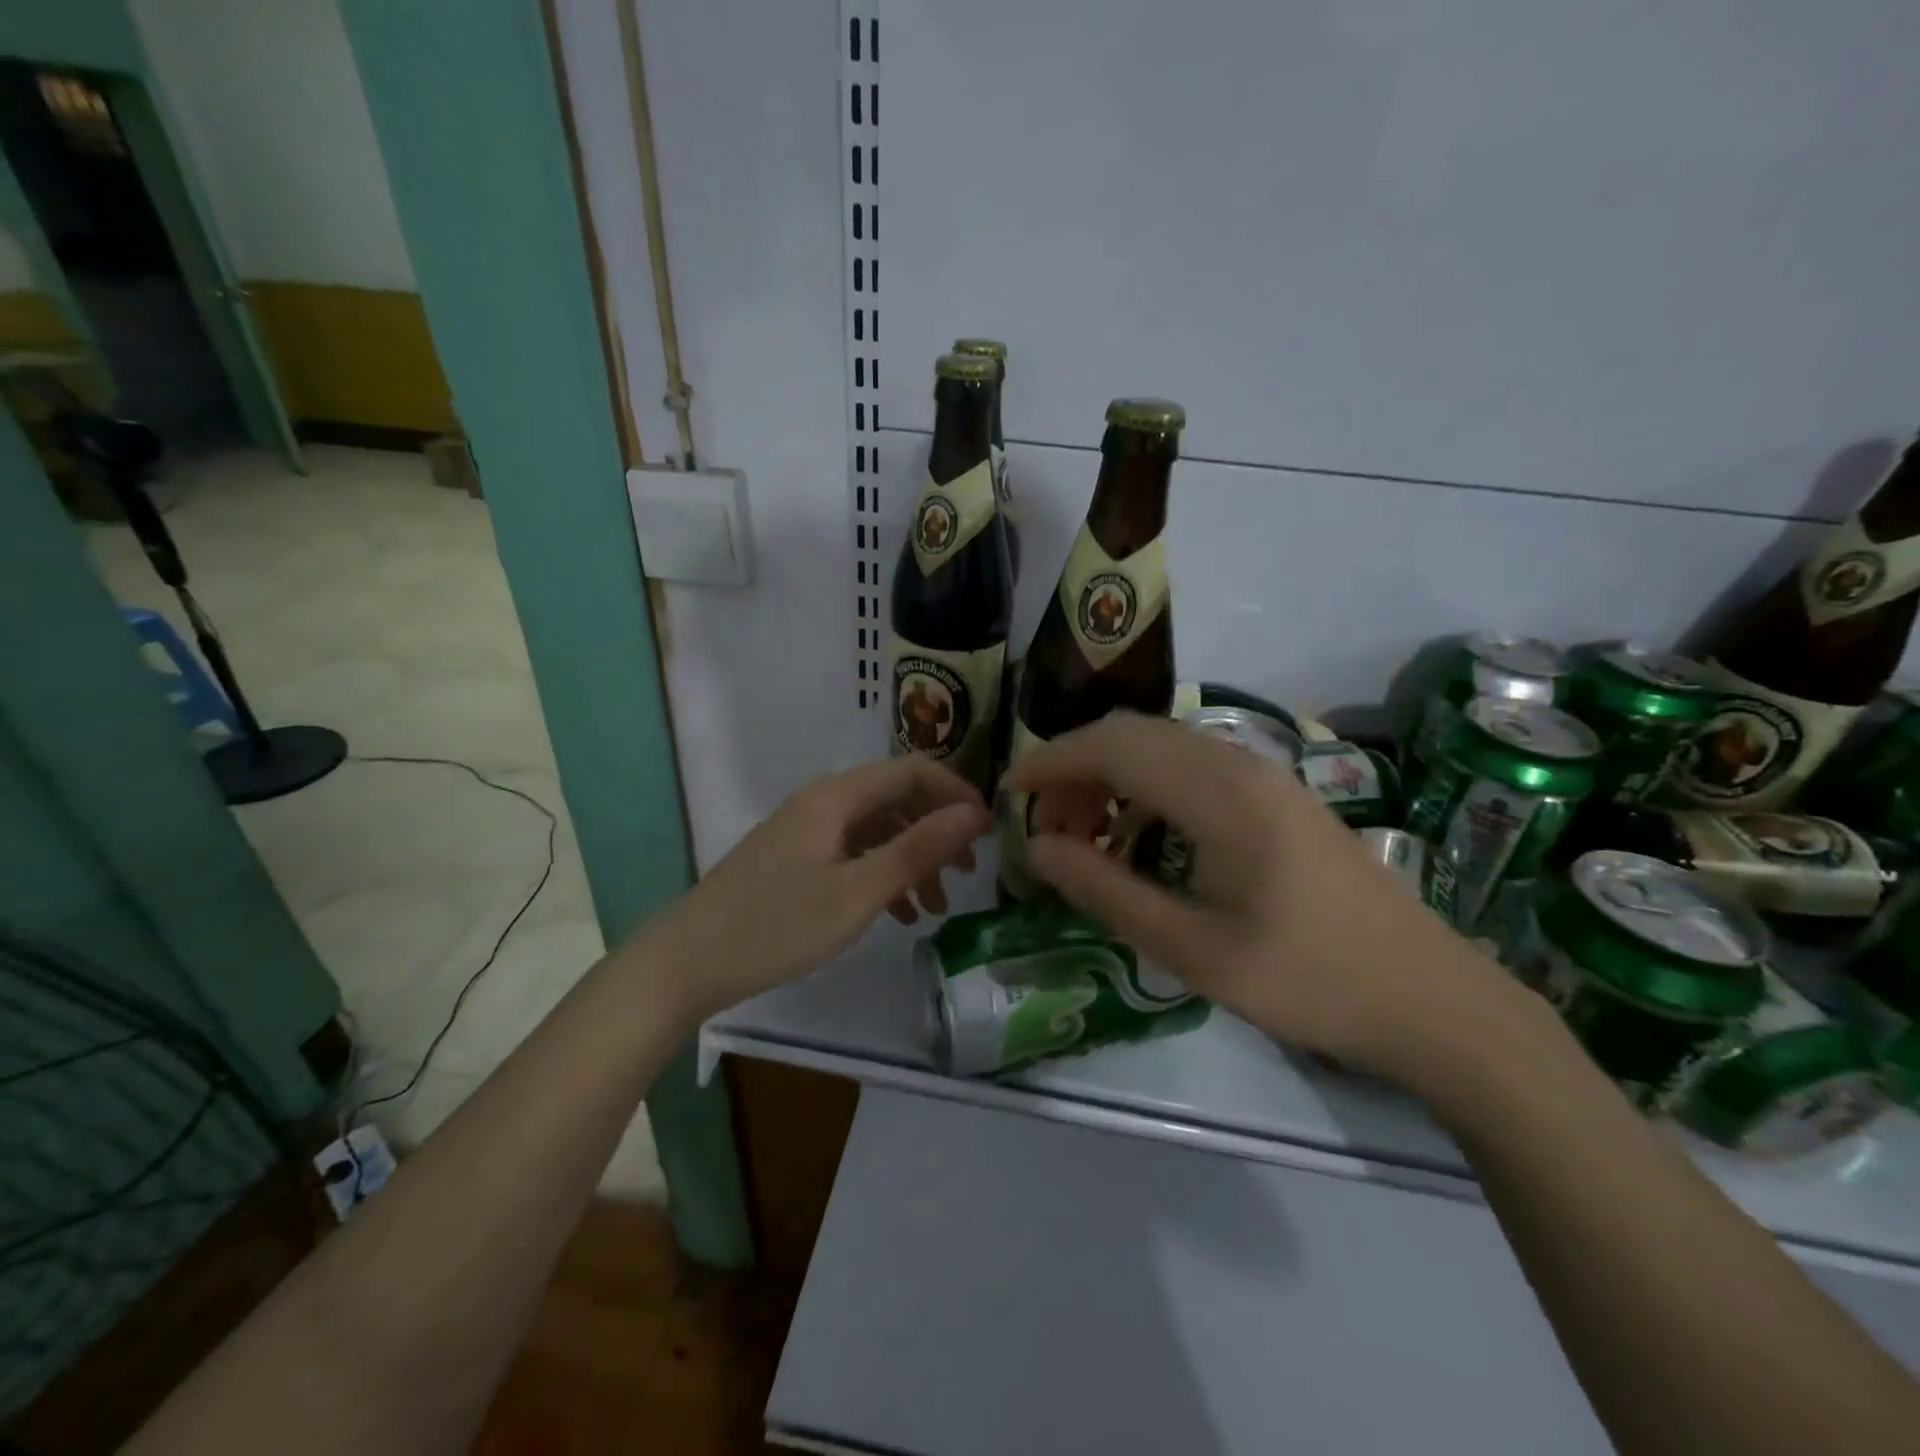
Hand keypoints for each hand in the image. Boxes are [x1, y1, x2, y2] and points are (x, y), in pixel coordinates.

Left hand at [637, 755, 990, 1021]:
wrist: (686, 962)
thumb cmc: (777, 926)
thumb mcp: (857, 892)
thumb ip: (918, 849)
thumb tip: (975, 814)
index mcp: (837, 797)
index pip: (914, 771)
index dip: (957, 794)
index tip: (988, 834)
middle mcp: (823, 802)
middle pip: (897, 799)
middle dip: (938, 831)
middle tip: (966, 874)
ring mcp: (807, 830)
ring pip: (877, 830)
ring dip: (912, 858)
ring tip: (935, 905)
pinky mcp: (796, 858)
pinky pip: (853, 852)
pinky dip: (882, 874)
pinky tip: (897, 912)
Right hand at [1003, 712, 1514, 1080]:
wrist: (1435, 1000)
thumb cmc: (1309, 982)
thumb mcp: (1193, 950)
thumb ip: (1107, 892)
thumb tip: (1036, 849)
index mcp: (1220, 794)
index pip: (1111, 747)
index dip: (1051, 762)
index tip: (1009, 794)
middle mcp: (1241, 764)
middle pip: (1134, 734)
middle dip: (1076, 767)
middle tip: (1045, 825)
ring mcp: (1267, 774)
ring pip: (1164, 745)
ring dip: (1112, 774)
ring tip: (1086, 833)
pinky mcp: (1280, 794)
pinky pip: (1194, 764)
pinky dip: (1149, 784)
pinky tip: (1143, 833)